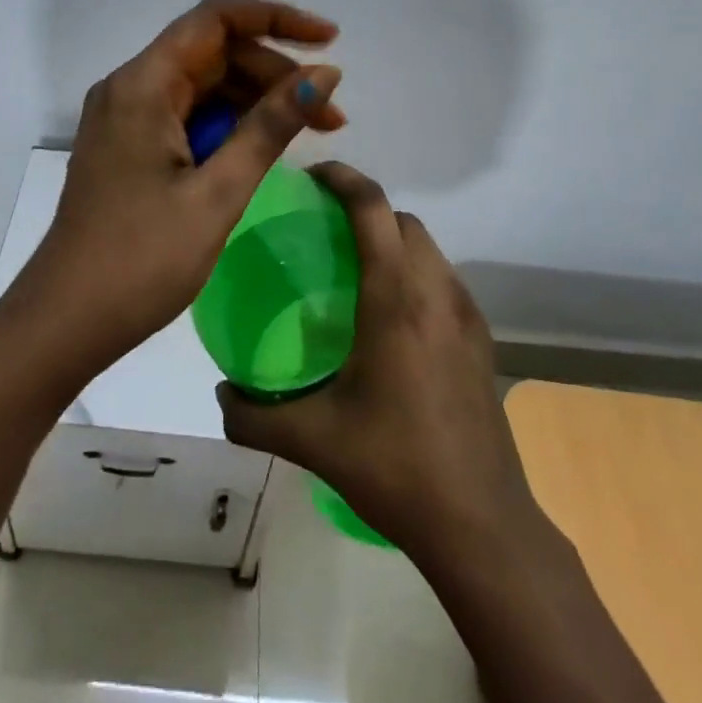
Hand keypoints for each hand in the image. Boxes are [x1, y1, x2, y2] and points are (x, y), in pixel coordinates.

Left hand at [2, 0, 345, 381]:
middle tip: (329, 113)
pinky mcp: (128, 144)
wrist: (66, 321)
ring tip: (312, 131)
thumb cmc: (141, 260)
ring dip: (255, 100)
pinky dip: (227, 124)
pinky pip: (186, 114)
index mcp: (143, 85)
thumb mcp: (218, 192)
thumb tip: (324, 74)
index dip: (275, 19)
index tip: (328, 39)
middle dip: (273, 72)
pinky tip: (261, 148)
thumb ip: (270, 127)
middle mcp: (129, 87)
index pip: (214, 20)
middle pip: (212, 53)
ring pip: (202, 85)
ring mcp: (125, 116)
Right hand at [216, 162, 535, 559]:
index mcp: (395, 299)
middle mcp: (435, 292)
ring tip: (355, 269)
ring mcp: (466, 316)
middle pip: (402, 220)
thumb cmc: (395, 467)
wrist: (482, 525)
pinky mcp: (482, 341)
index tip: (311, 177)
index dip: (343, 178)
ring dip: (393, 239)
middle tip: (325, 229)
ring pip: (428, 247)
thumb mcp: (312, 441)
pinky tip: (392, 318)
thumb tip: (219, 395)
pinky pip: (444, 280)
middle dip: (366, 208)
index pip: (373, 207)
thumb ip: (252, 416)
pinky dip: (415, 272)